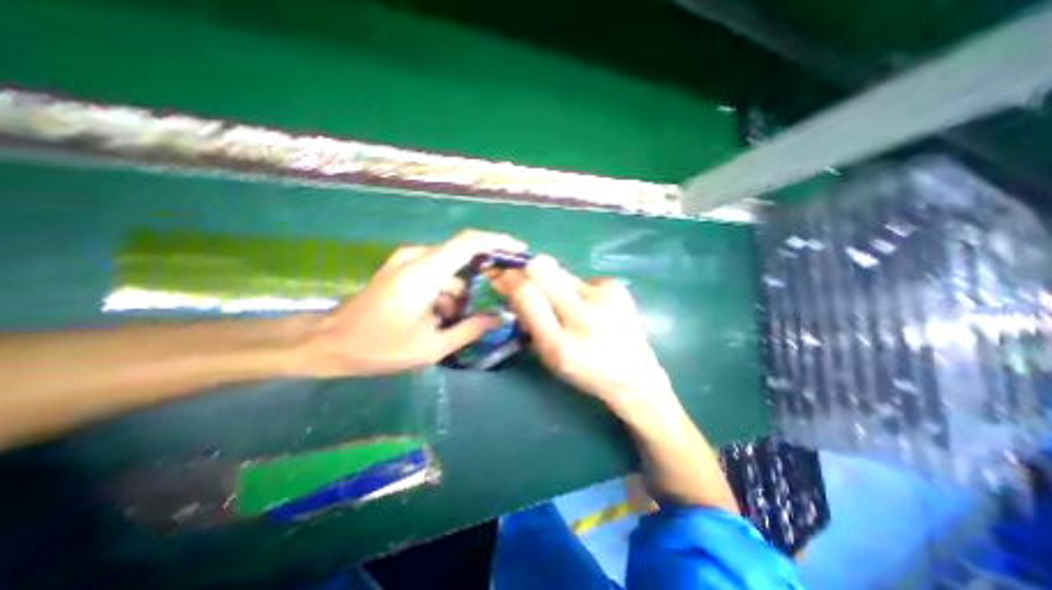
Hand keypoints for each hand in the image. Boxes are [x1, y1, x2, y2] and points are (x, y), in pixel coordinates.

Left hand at [298, 229, 526, 374]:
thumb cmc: (379, 347)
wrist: (329, 343)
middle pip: (462, 255)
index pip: (468, 243)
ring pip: (449, 268)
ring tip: (454, 321)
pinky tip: (438, 315)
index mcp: (423, 274)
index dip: (497, 242)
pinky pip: (435, 272)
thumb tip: (499, 319)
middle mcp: (416, 258)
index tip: (519, 252)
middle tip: (495, 298)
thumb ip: (470, 330)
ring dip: (460, 291)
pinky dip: (446, 291)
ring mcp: (406, 262)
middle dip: (482, 275)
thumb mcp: (431, 346)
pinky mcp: (401, 268)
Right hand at [494, 256, 672, 414]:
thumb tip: (511, 285)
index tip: (502, 276)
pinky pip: (582, 278)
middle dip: (528, 270)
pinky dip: (578, 289)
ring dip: (555, 283)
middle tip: (527, 279)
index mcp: (559, 344)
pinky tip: (590, 306)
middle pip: (543, 269)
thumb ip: (529, 319)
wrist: (634, 375)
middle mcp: (583, 316)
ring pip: (561, 271)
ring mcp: (604, 297)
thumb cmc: (585, 370)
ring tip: (568, 303)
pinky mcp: (617, 287)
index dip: (510, 279)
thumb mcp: (549, 355)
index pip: (527, 294)